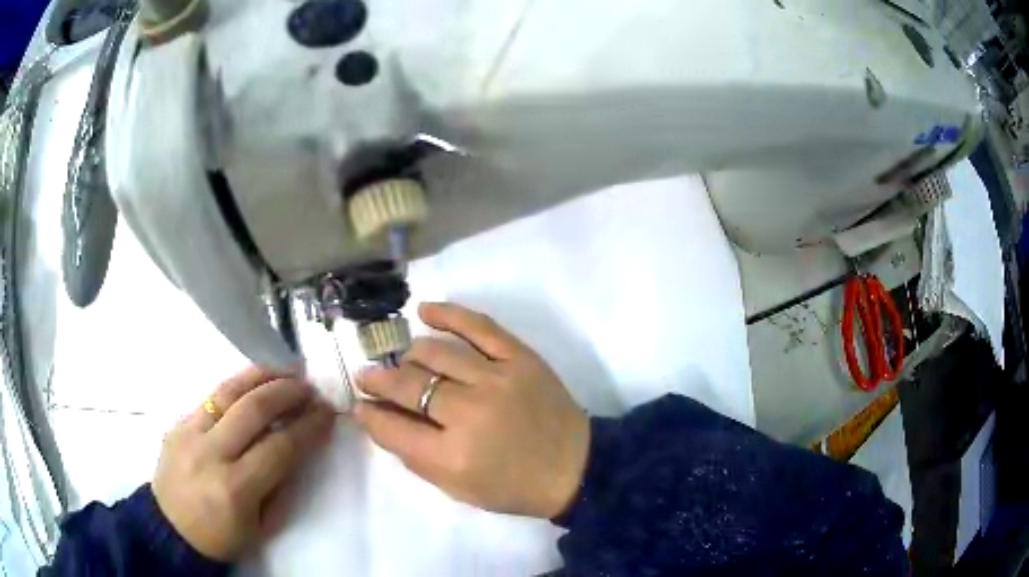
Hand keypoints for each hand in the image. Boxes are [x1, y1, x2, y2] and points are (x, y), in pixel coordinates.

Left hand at [152, 366, 334, 561]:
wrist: (170, 529)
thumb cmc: (222, 536)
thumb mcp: (261, 525)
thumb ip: (281, 485)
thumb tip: (298, 447)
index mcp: (235, 488)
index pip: (280, 447)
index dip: (308, 427)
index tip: (327, 413)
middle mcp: (210, 454)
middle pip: (254, 409)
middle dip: (287, 392)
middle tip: (309, 388)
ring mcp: (189, 433)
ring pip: (228, 392)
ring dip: (261, 377)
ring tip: (285, 371)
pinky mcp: (177, 424)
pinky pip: (210, 398)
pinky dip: (237, 387)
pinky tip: (252, 384)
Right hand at [355, 303, 590, 518]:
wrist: (575, 467)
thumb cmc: (513, 486)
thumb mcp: (457, 488)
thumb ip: (414, 455)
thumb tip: (379, 418)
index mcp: (452, 456)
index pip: (392, 427)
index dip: (368, 414)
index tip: (360, 404)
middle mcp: (469, 413)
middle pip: (408, 385)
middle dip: (377, 380)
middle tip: (367, 376)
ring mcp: (496, 379)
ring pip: (435, 352)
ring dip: (409, 356)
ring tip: (403, 362)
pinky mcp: (519, 358)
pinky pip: (478, 326)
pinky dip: (448, 314)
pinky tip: (425, 311)